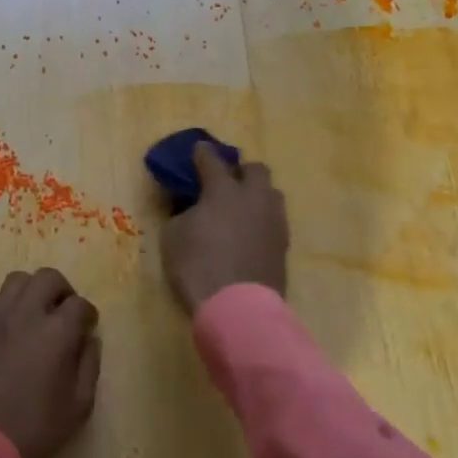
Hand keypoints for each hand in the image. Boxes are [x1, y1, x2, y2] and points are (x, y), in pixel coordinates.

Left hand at [0, 269, 100, 457]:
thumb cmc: (36, 428)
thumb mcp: (79, 404)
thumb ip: (89, 364)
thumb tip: (88, 339)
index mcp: (56, 332)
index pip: (80, 304)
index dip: (88, 315)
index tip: (87, 329)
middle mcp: (25, 314)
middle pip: (48, 278)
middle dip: (62, 291)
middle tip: (63, 313)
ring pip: (18, 281)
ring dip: (32, 292)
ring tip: (34, 315)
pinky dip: (7, 307)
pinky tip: (9, 330)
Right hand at [162, 143, 288, 313]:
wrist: (237, 307)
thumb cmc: (197, 267)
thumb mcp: (173, 237)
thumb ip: (182, 213)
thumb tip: (192, 208)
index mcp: (223, 190)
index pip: (212, 160)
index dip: (202, 153)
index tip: (198, 150)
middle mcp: (254, 197)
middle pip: (255, 169)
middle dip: (241, 171)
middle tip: (226, 182)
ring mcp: (273, 220)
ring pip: (271, 193)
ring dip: (256, 194)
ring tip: (241, 209)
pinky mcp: (284, 244)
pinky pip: (274, 219)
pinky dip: (262, 220)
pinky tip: (250, 232)